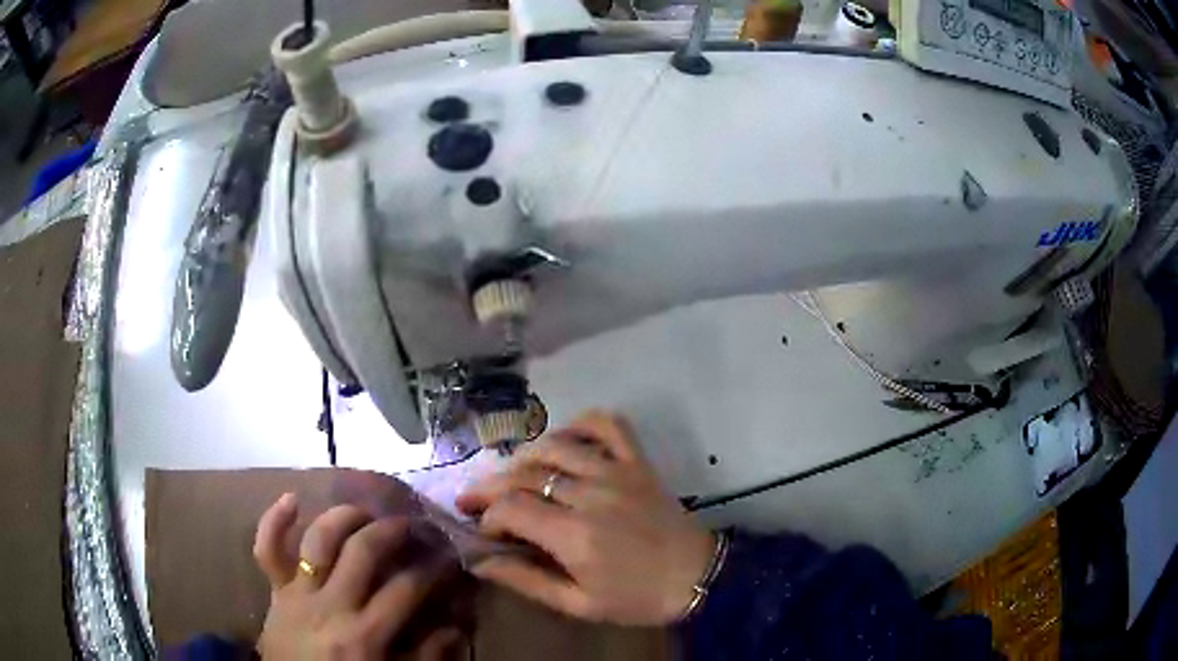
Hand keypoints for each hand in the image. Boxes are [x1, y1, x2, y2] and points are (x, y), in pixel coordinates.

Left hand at [253, 495, 466, 659]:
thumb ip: (426, 657)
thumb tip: (455, 627)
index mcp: (365, 634)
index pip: (407, 588)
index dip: (433, 569)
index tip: (448, 560)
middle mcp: (331, 606)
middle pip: (362, 551)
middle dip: (391, 530)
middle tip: (410, 523)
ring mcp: (299, 593)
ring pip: (318, 540)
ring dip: (344, 518)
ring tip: (365, 512)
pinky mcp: (276, 590)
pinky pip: (267, 550)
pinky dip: (274, 521)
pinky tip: (292, 498)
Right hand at [456, 411, 714, 625]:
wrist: (697, 576)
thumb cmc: (636, 598)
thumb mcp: (578, 604)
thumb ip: (526, 581)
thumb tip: (479, 561)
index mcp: (574, 535)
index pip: (510, 508)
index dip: (486, 515)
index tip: (483, 530)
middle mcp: (590, 494)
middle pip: (523, 474)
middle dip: (490, 485)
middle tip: (475, 498)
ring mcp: (616, 471)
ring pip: (554, 446)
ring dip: (523, 457)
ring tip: (512, 475)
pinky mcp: (637, 461)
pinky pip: (606, 424)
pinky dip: (580, 424)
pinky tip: (563, 441)